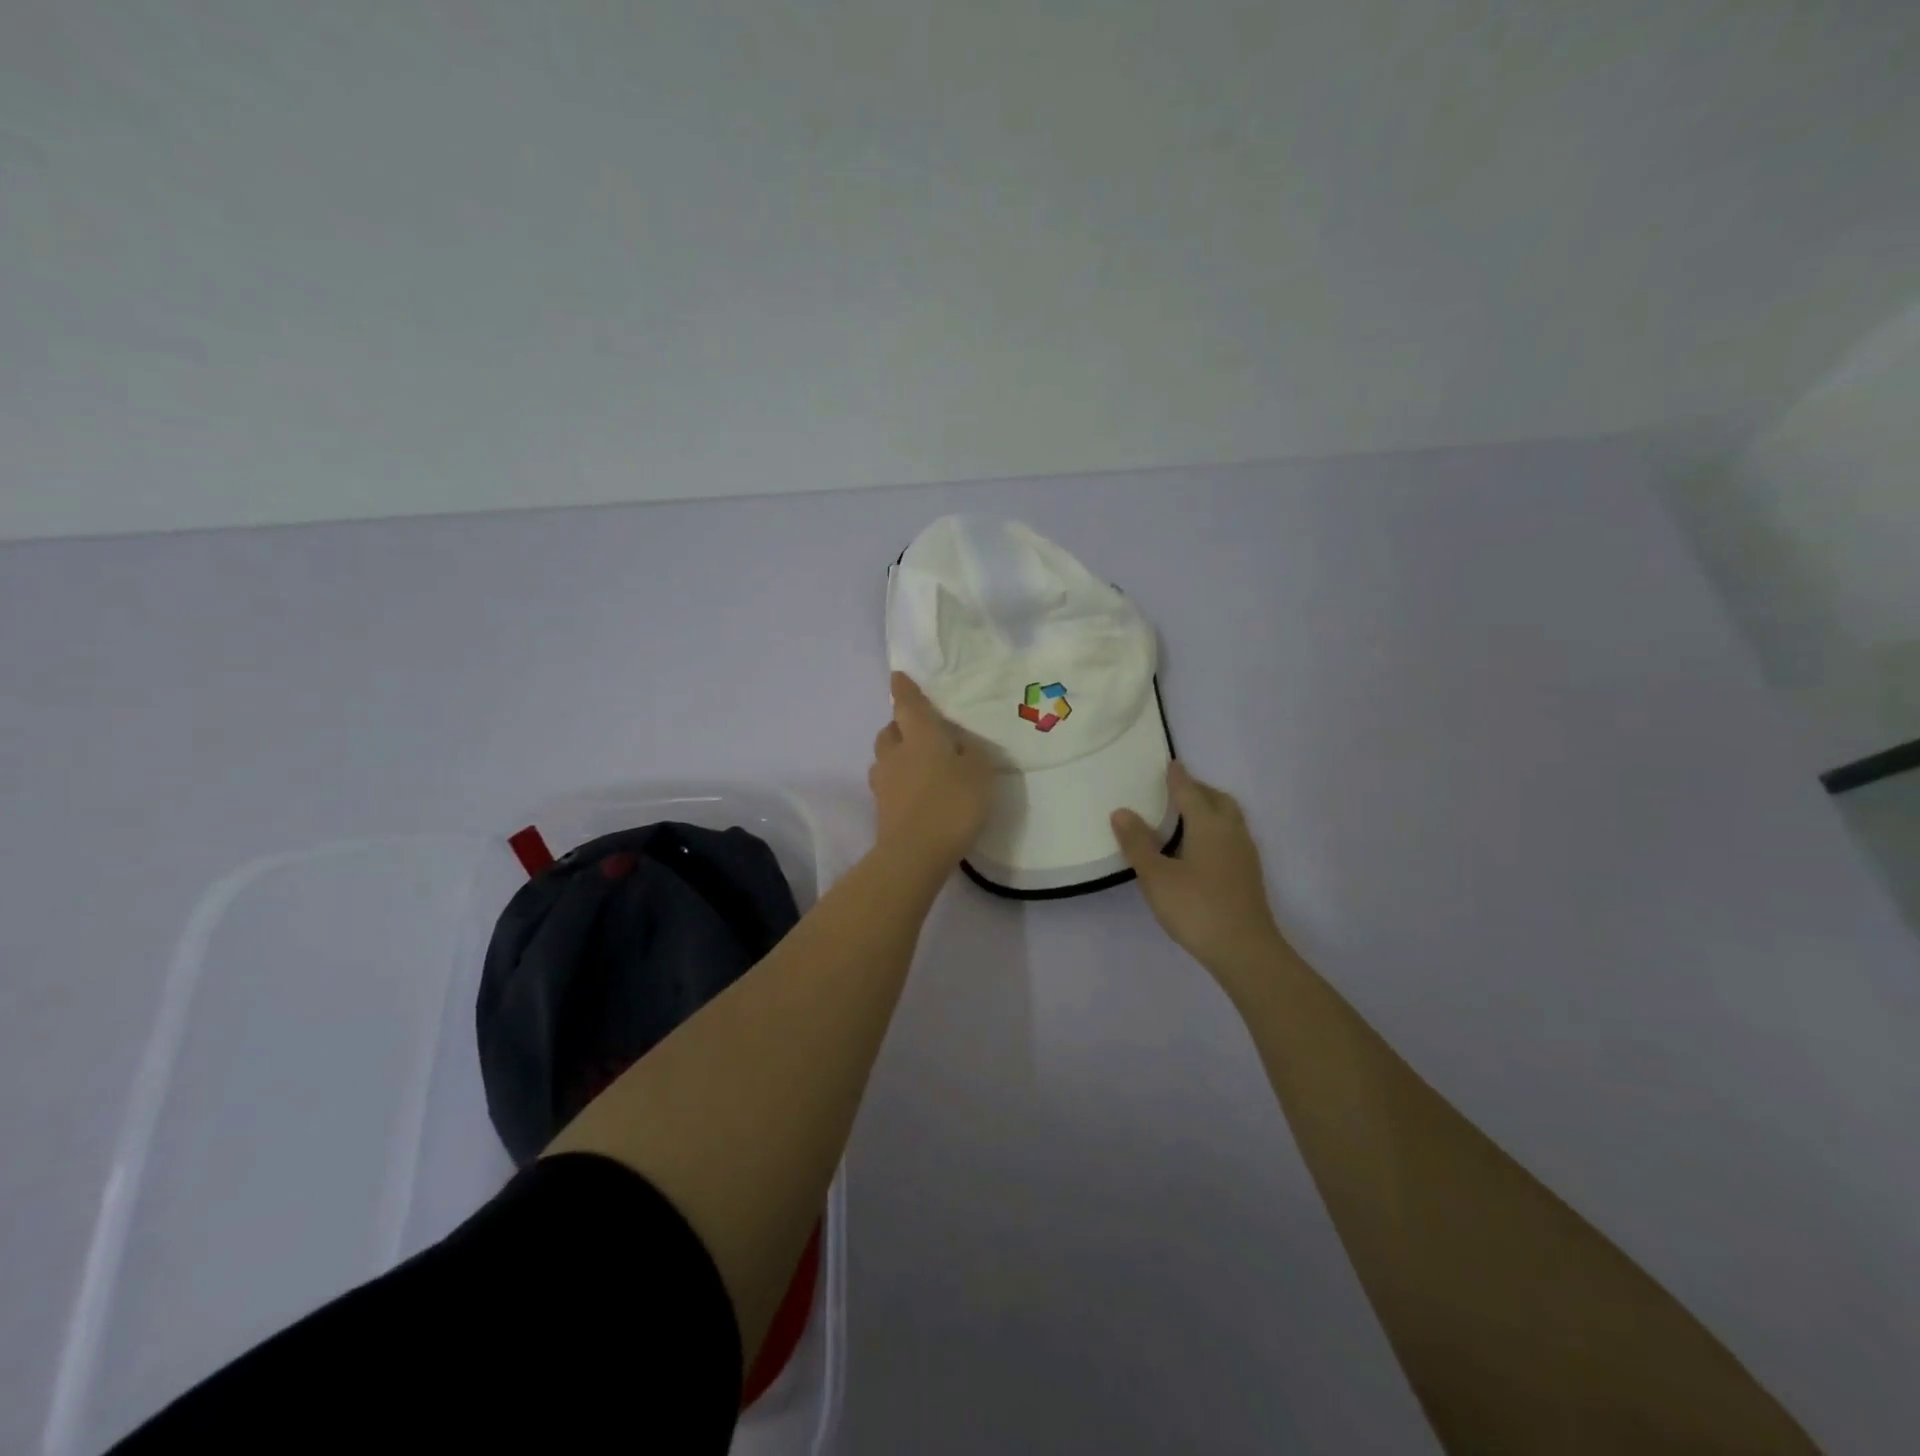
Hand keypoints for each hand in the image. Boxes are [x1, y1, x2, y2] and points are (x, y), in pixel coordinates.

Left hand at [869, 672, 994, 868]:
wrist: (915, 853)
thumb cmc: (952, 803)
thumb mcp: (979, 773)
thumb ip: (970, 752)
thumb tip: (959, 744)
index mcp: (919, 735)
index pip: (907, 704)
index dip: (904, 689)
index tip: (897, 676)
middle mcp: (895, 753)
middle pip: (890, 730)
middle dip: (900, 726)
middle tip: (919, 731)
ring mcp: (883, 782)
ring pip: (885, 758)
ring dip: (897, 755)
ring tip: (917, 764)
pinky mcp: (881, 808)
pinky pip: (888, 784)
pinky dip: (899, 782)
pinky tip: (916, 793)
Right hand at [1111, 762, 1288, 981]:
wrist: (1245, 950)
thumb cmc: (1196, 908)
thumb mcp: (1156, 876)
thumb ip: (1138, 843)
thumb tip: (1121, 811)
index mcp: (1208, 825)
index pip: (1190, 791)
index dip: (1178, 777)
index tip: (1170, 763)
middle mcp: (1231, 832)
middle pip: (1218, 799)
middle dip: (1199, 790)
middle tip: (1178, 790)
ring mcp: (1245, 854)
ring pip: (1230, 818)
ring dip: (1211, 808)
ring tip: (1188, 816)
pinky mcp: (1249, 874)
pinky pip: (1233, 836)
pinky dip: (1217, 829)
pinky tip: (1202, 848)